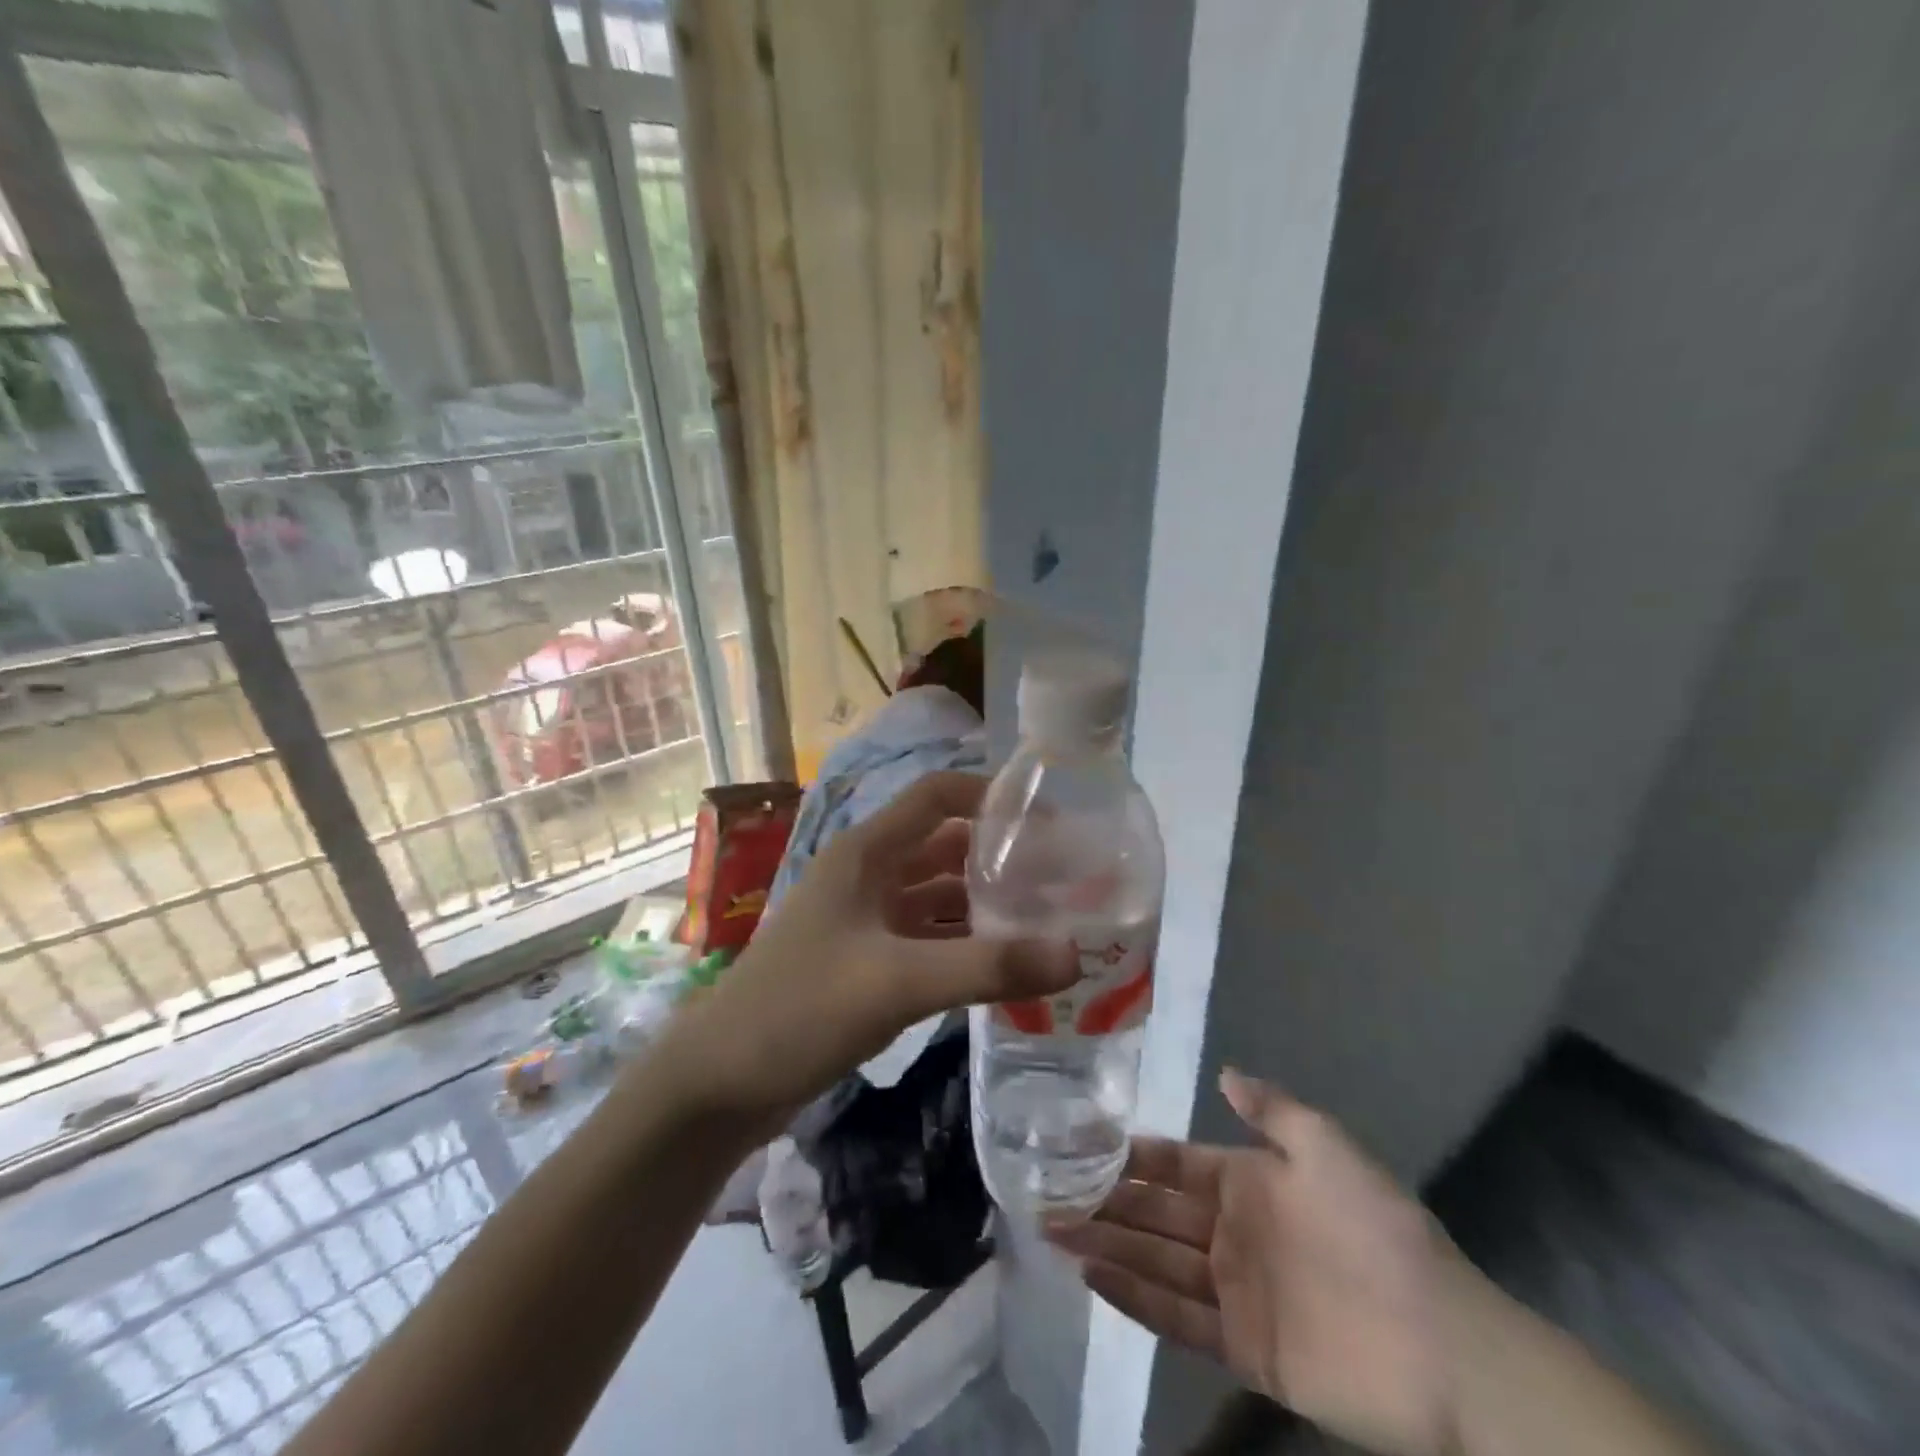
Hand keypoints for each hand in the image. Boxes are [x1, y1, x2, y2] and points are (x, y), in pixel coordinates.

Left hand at [664, 771, 1077, 1134]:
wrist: (719, 1084)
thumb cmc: (799, 1011)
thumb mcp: (897, 982)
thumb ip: (986, 967)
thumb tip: (1075, 954)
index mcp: (866, 852)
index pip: (937, 796)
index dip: (989, 795)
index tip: (1049, 818)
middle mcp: (867, 875)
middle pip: (944, 847)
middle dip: (999, 857)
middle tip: (1064, 878)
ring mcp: (865, 920)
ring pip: (937, 897)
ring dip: (985, 906)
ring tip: (1048, 922)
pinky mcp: (865, 962)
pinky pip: (927, 939)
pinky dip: (963, 946)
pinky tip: (1004, 967)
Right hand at [1050, 1071, 1458, 1455]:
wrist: (1441, 1346)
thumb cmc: (1374, 1230)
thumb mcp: (1325, 1147)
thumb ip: (1272, 1109)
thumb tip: (1223, 1072)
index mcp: (1248, 1181)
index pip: (1175, 1163)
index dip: (1132, 1154)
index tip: (1081, 1141)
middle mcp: (1232, 1231)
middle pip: (1155, 1212)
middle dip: (1104, 1199)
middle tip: (1047, 1189)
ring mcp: (1233, 1290)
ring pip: (1154, 1259)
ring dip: (1105, 1243)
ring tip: (1053, 1228)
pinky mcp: (1239, 1346)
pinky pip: (1175, 1316)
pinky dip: (1132, 1297)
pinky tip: (1091, 1275)